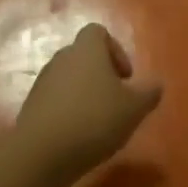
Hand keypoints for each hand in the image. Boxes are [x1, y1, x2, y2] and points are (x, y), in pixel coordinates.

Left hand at [13, 24, 162, 180]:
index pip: (98, 32)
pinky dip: (69, 110)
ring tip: (99, 121)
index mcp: (87, 50)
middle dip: (102, 74)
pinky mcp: (31, 106)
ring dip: (85, 93)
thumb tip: (156, 84)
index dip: (115, 50)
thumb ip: (149, 93)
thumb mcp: (134, 109)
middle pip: (83, 56)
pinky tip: (79, 134)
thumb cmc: (95, 120)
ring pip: (69, 78)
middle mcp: (62, 59)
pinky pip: (55, 99)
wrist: (41, 154)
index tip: (125, 77)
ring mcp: (43, 82)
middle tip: (116, 100)